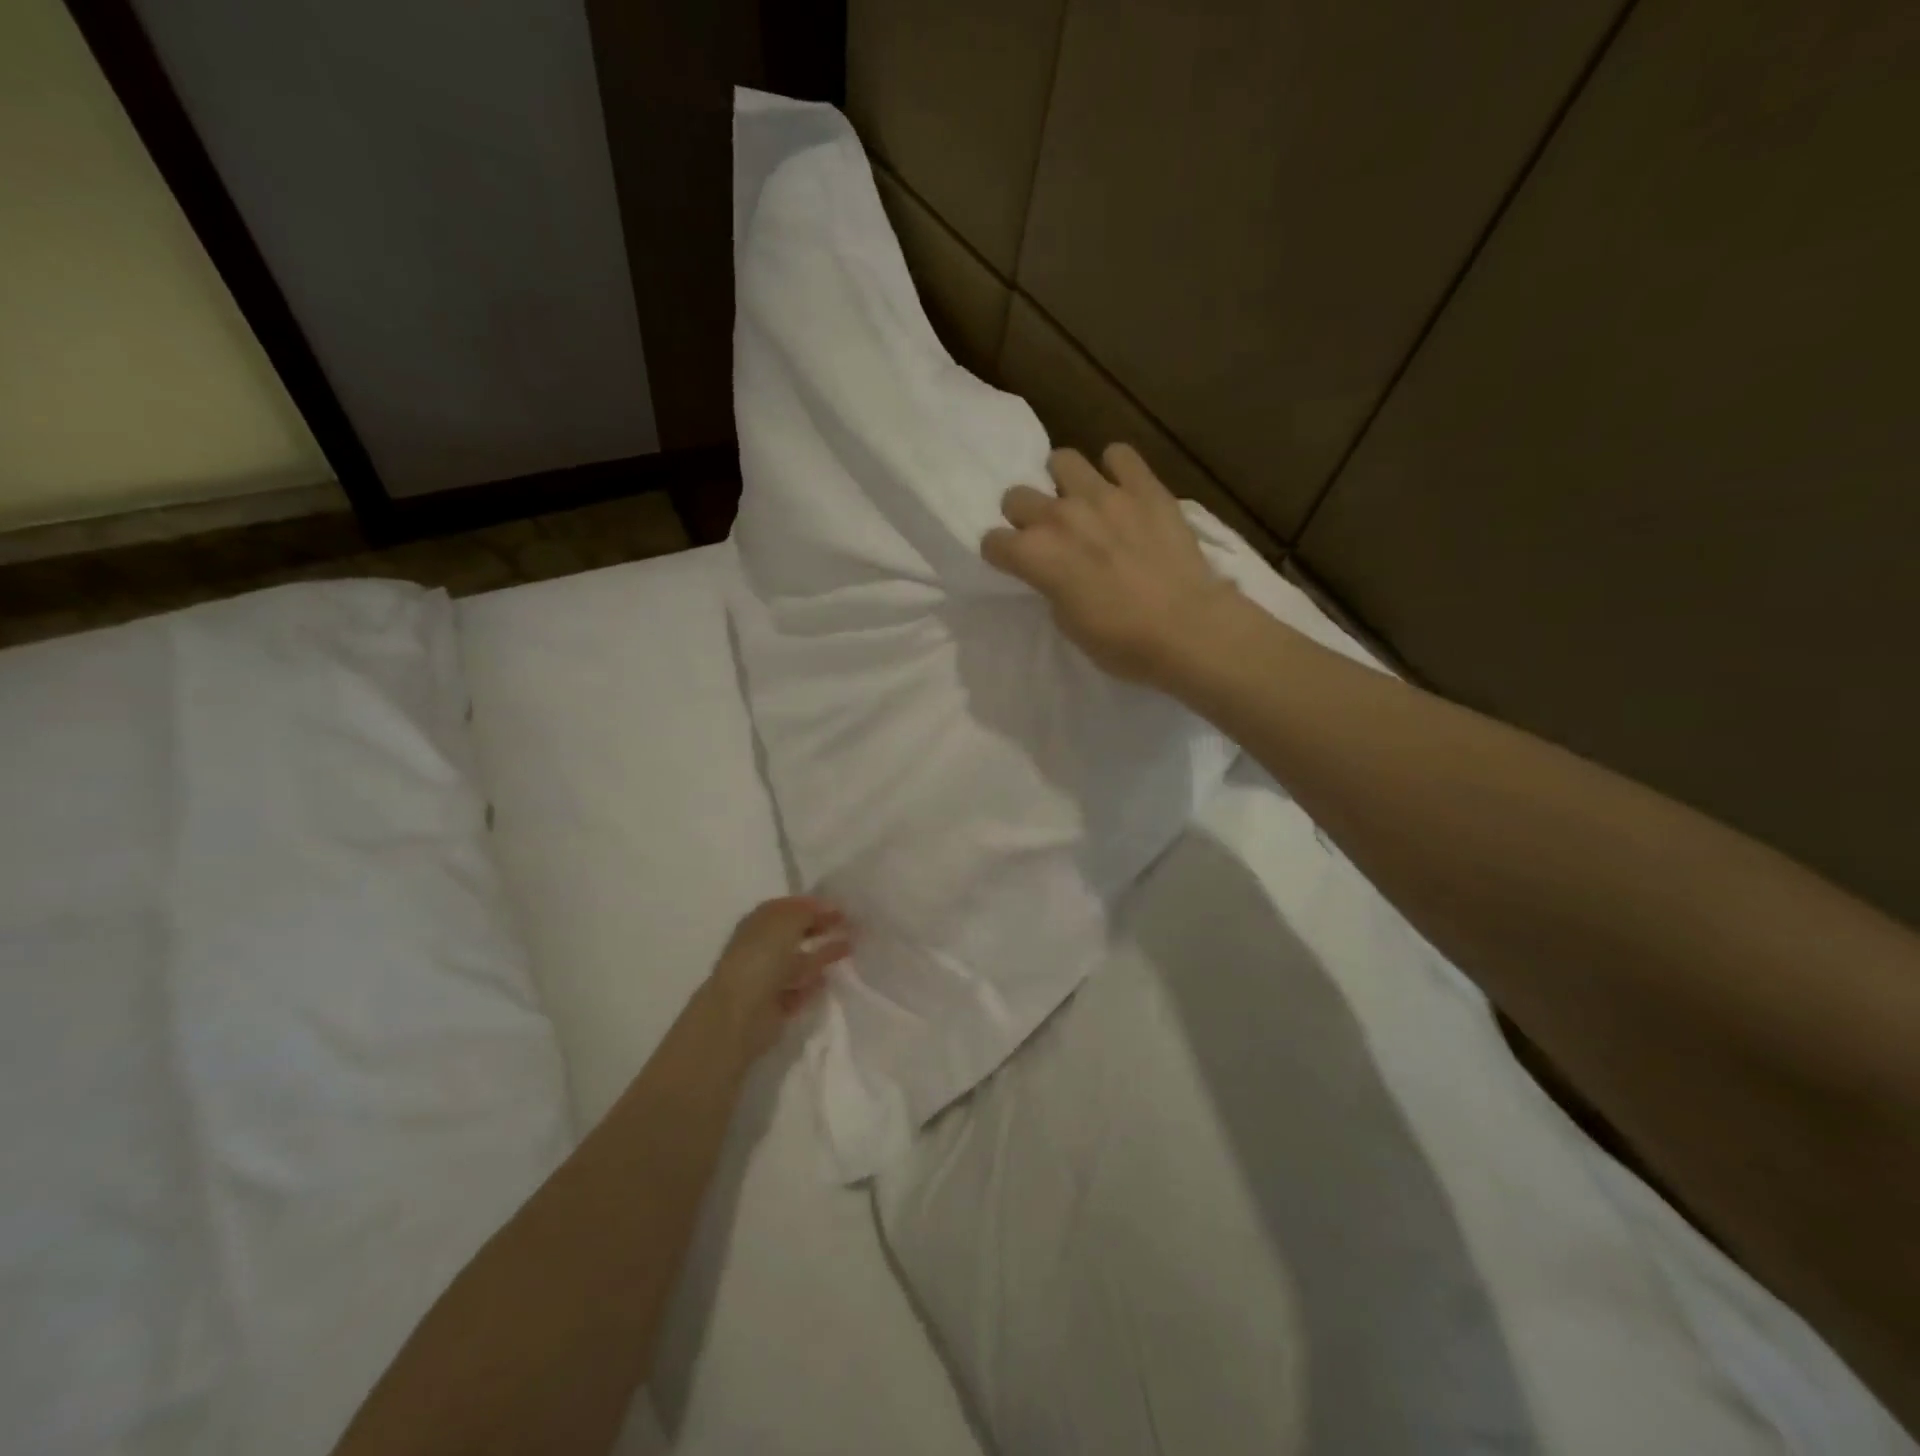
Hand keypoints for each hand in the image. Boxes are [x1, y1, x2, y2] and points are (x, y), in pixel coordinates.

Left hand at [703, 896, 850, 1064]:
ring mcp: (768, 976)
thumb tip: (830, 907)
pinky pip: (800, 988)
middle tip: (851, 926)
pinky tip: (829, 978)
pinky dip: (814, 983)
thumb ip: (810, 911)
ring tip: (850, 948)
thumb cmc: (761, 958)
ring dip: (822, 954)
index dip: (814, 905)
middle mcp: (761, 947)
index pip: (789, 907)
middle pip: (796, 933)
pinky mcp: (777, 1004)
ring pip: (800, 961)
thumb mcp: (787, 921)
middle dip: (821, 928)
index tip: (842, 908)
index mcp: (758, 923)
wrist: (741, 1013)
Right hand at [982, 444, 1241, 687]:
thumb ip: (1052, 586)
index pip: (993, 542)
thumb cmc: (1122, 642)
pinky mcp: (1144, 487)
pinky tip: (1124, 489)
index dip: (1002, 555)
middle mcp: (1060, 516)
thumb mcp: (1068, 624)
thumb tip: (1057, 570)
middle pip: (1017, 497)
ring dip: (1064, 482)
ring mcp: (1103, 495)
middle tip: (1047, 535)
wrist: (1187, 629)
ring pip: (1062, 460)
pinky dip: (1117, 468)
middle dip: (1024, 516)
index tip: (1015, 564)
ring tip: (1081, 502)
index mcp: (1036, 555)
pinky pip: (1119, 454)